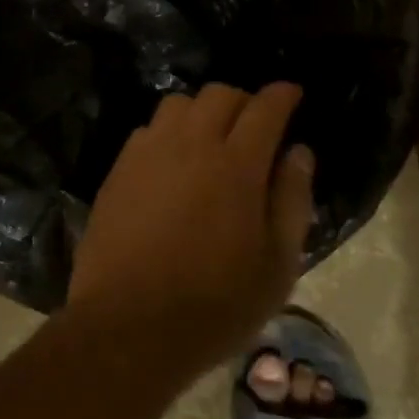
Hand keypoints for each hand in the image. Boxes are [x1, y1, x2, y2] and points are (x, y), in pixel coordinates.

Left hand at [70, 83, 313, 373]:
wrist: (129, 324)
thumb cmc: (215, 304)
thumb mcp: (277, 265)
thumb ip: (292, 200)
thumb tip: (299, 152)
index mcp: (237, 164)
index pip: (264, 108)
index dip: (282, 95)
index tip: (292, 94)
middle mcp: (191, 144)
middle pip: (219, 94)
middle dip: (243, 101)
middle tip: (254, 128)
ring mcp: (148, 152)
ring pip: (178, 104)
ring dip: (202, 113)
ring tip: (210, 143)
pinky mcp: (119, 168)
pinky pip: (148, 129)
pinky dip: (168, 133)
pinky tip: (172, 164)